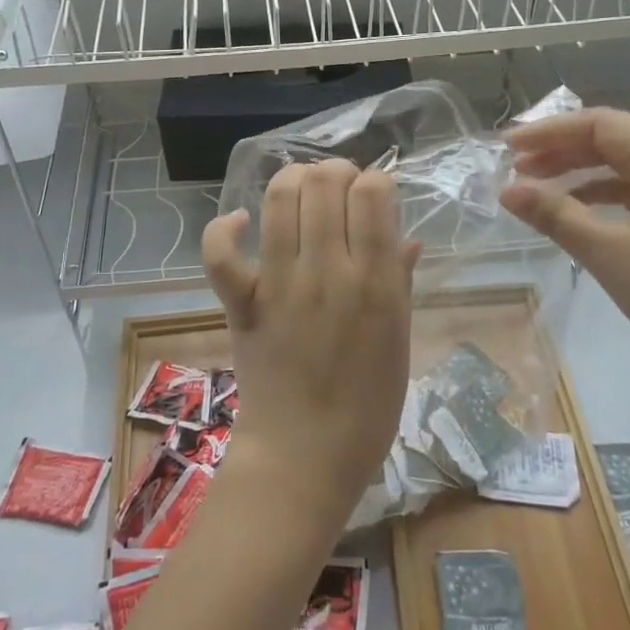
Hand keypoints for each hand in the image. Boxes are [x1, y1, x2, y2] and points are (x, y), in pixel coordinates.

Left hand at [201, 160, 420, 530]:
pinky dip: (227, 228)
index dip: (374, 181)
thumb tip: (408, 238)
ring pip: (281, 199)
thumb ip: (402, 282)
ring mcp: (281, 285)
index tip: (374, 198)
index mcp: (377, 283)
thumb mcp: (400, 342)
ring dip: (292, 180)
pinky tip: (244, 222)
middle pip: (325, 183)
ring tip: (302, 192)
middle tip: (340, 191)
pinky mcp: (243, 303)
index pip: (373, 193)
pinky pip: (221, 253)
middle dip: (335, 172)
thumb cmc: (367, 407)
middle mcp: (330, 272)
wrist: (305, 457)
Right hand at [500, 108, 629, 381]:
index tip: (507, 146)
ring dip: (576, 171)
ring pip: (621, 163)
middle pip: (611, 138)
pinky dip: (598, 193)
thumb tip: (505, 191)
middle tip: (513, 167)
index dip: (550, 132)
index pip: (601, 124)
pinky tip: (569, 208)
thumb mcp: (610, 253)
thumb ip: (555, 215)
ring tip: (532, 187)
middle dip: (560, 150)